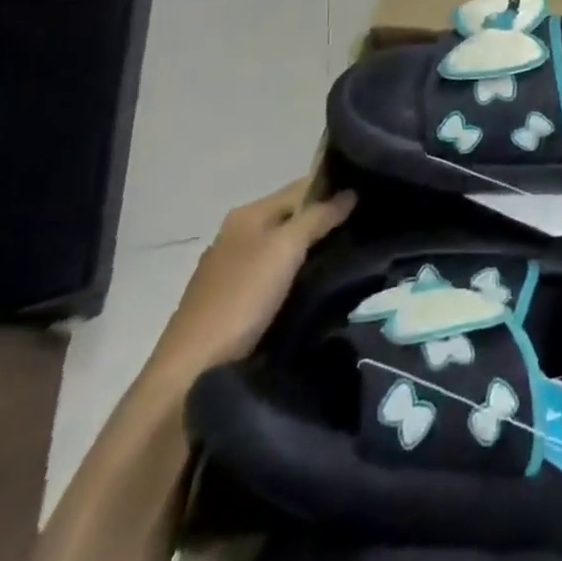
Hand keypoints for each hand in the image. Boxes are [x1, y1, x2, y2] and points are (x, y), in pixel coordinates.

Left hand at [143, 180, 356, 391]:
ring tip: (355, 254)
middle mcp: (238, 236)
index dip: (334, 187)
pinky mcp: (235, 301)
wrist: (190, 372)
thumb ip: (318, 217)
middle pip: (293, 217)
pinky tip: (322, 284)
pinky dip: (299, 274)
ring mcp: (233, 270)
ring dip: (315, 250)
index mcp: (248, 215)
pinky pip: (278, 275)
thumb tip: (351, 192)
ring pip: (286, 248)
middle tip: (368, 227)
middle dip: (327, 220)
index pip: (301, 187)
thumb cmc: (240, 299)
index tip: (371, 195)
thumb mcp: (285, 249)